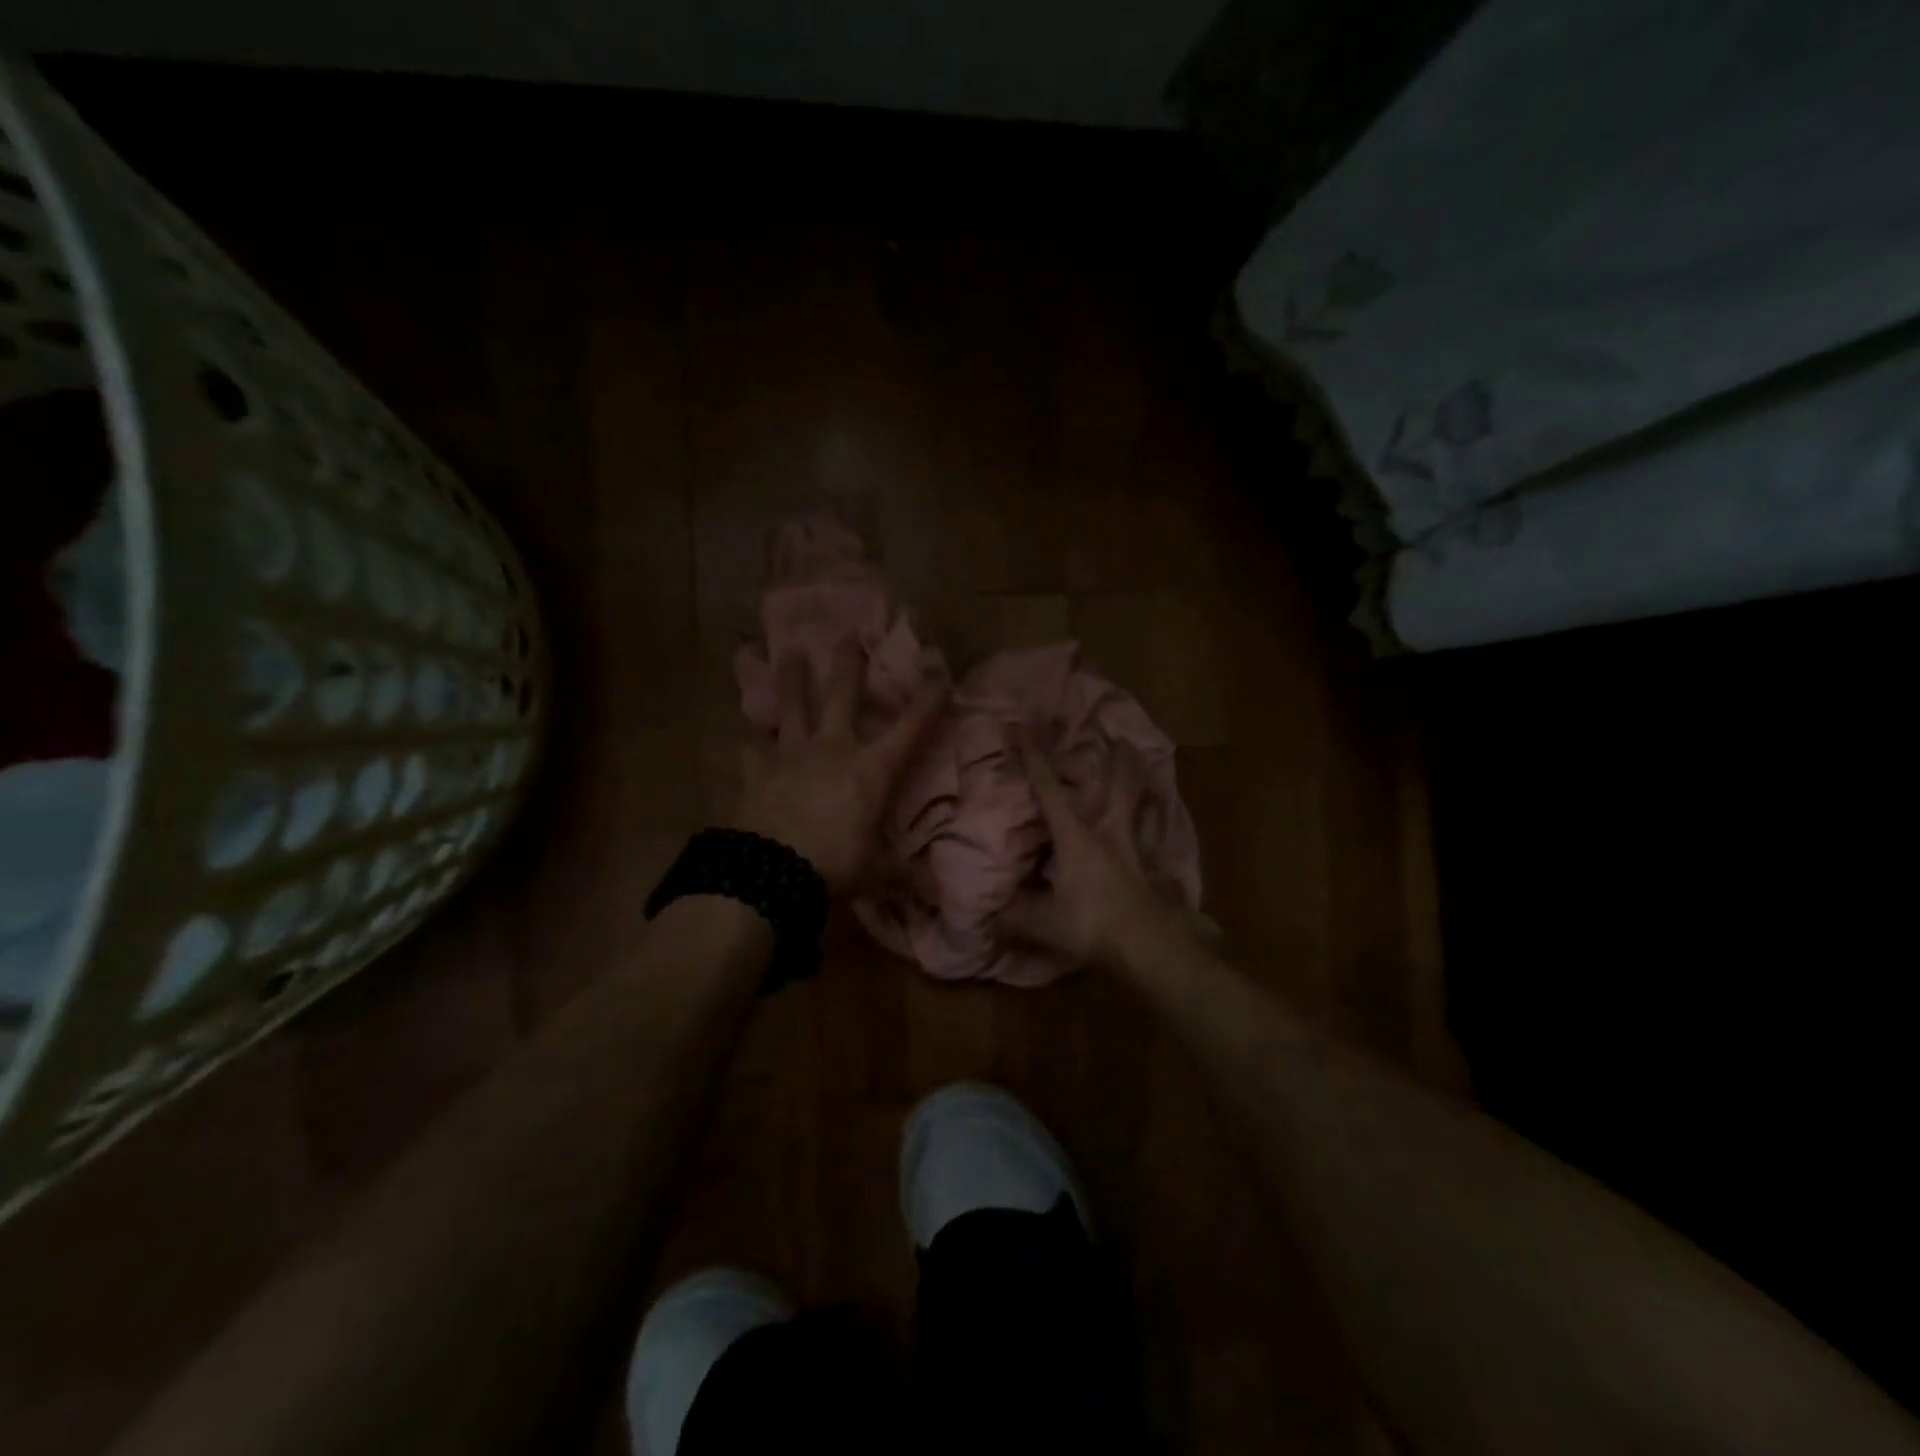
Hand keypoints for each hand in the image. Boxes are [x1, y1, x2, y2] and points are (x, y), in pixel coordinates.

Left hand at [720, 641, 947, 894]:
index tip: (939, 672)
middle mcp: (832, 749)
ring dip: (791, 678)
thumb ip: (905, 877)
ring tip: (788, 653)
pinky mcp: (752, 769)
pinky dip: (740, 743)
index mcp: (870, 769)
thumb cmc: (833, 865)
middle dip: (848, 665)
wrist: (769, 871)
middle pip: (842, 696)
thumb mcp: (876, 874)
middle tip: (847, 635)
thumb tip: (938, 896)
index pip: (909, 728)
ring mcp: (788, 754)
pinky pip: (744, 749)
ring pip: (790, 706)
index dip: (927, 700)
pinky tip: (731, 738)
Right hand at [1003, 740, 1188, 972]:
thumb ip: (1015, 918)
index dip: (1035, 760)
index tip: (1025, 730)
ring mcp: (1134, 854)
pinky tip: (1157, 843)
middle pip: (1116, 791)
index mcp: (1076, 838)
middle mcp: (1108, 836)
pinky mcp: (1151, 876)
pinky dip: (1154, 838)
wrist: (1147, 947)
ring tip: (1151, 777)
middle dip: (1118, 765)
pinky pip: (1153, 848)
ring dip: (1144, 794)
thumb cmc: (1091, 924)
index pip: (1050, 792)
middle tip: (1124, 741)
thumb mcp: (1044, 924)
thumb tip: (988, 918)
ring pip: (1140, 813)